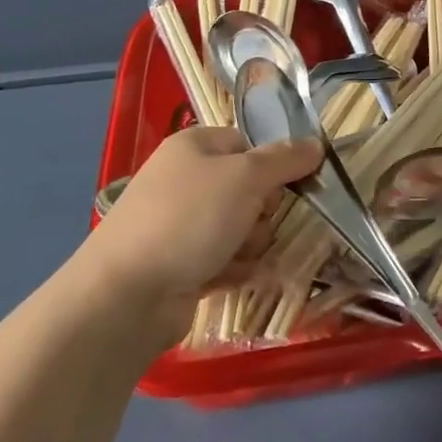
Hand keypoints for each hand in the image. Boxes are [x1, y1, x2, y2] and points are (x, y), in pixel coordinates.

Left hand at [75, 127, 321, 329]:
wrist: (125, 297)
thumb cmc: (188, 219)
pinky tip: (234, 277)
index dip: (273, 163)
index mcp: (194, 146)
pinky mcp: (180, 265)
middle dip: (264, 210)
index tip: (290, 183)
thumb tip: (317, 144)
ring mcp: (180, 224)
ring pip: (242, 226)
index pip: (250, 144)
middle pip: (250, 187)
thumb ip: (286, 159)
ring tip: (240, 256)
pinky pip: (226, 258)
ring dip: (252, 243)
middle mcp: (186, 179)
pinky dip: (235, 268)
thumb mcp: (246, 177)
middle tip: (258, 223)